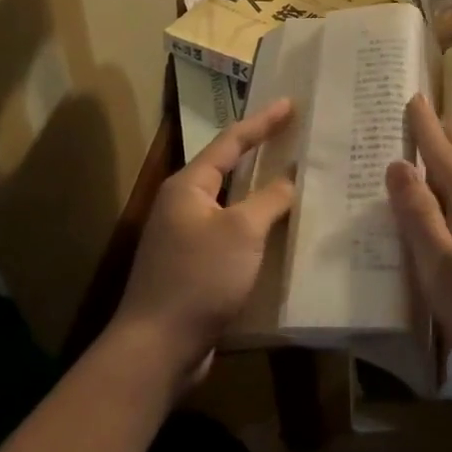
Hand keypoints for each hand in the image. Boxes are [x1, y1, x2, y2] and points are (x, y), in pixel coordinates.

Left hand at [112, 99, 295, 388]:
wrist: (158, 348)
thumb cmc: (200, 277)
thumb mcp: (242, 231)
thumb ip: (270, 199)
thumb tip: (289, 178)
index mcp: (188, 186)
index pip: (230, 142)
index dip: (262, 122)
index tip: (289, 103)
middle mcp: (183, 205)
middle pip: (227, 168)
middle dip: (260, 152)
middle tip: (293, 136)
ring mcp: (185, 238)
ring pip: (231, 204)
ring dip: (260, 193)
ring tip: (294, 180)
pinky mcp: (194, 268)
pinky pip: (231, 235)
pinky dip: (255, 228)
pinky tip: (279, 233)